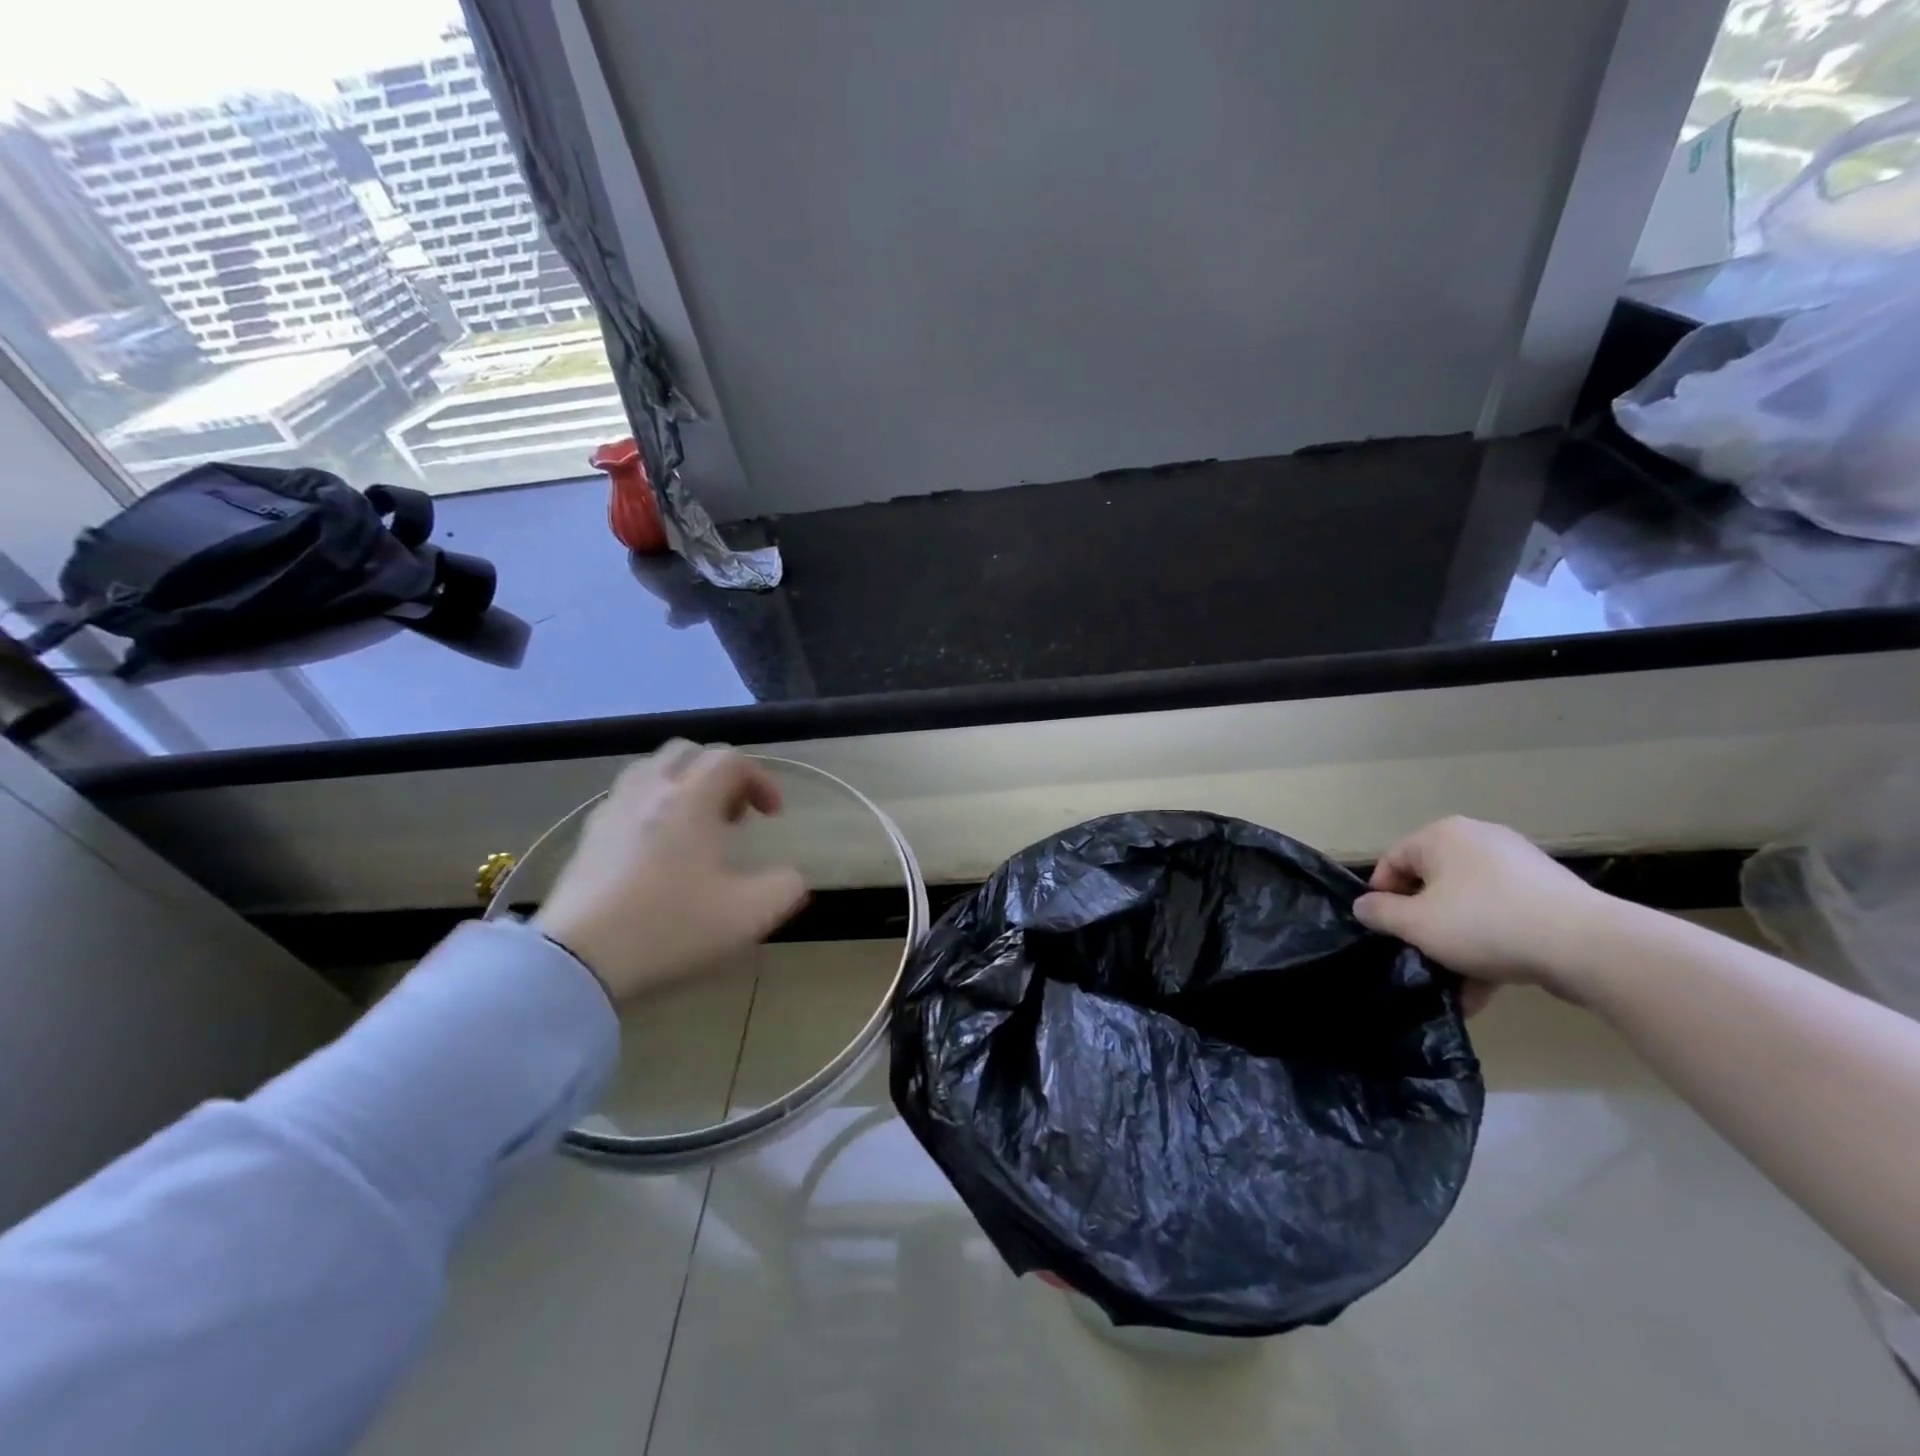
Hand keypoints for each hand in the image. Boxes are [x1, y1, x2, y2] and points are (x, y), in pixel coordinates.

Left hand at [533, 742, 808, 1002]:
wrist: (576, 961)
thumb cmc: (669, 927)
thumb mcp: (748, 915)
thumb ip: (784, 887)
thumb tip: (791, 876)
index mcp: (691, 800)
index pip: (731, 760)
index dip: (761, 779)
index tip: (772, 816)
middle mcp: (650, 792)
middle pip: (688, 752)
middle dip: (720, 774)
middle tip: (734, 814)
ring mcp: (612, 811)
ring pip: (651, 770)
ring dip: (683, 785)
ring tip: (696, 826)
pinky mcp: (588, 837)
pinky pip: (626, 798)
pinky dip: (652, 805)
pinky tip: (657, 848)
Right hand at [1353, 817, 1613, 1007]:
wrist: (1588, 946)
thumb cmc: (1484, 924)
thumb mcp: (1416, 924)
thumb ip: (1380, 913)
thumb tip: (1363, 906)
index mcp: (1442, 836)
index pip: (1393, 861)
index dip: (1381, 898)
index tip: (1385, 933)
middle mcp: (1478, 840)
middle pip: (1432, 885)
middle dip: (1423, 926)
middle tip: (1418, 957)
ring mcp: (1519, 866)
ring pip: (1469, 906)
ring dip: (1456, 945)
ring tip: (1454, 987)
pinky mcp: (1550, 894)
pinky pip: (1503, 918)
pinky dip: (1490, 947)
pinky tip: (1485, 989)